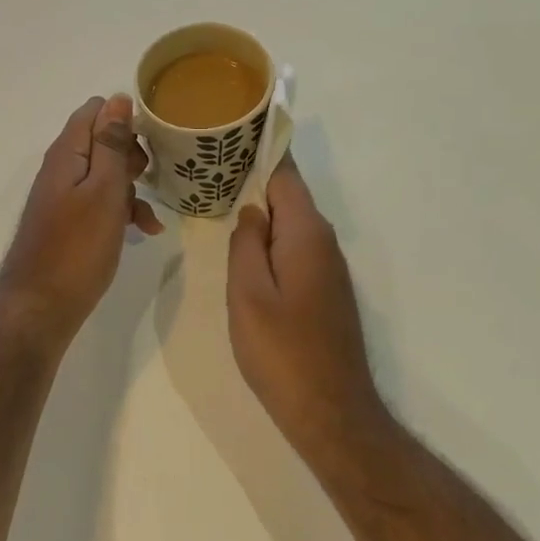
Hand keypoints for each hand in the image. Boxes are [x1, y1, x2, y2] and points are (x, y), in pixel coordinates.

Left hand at [0, 95, 163, 348]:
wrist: (40, 307)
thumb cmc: (78, 248)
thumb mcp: (104, 191)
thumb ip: (111, 144)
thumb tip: (117, 99)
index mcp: (67, 154)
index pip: (95, 111)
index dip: (126, 119)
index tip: (153, 143)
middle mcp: (61, 169)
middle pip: (101, 141)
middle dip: (132, 156)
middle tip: (149, 179)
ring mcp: (63, 197)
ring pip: (104, 175)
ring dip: (131, 189)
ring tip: (150, 217)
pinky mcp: (68, 222)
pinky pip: (98, 203)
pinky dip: (121, 211)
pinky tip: (142, 232)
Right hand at [227, 155, 377, 434]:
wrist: (330, 411)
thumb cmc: (282, 351)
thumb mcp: (248, 293)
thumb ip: (246, 244)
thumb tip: (250, 210)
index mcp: (306, 234)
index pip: (286, 174)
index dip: (262, 149)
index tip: (233, 130)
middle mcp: (324, 243)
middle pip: (289, 196)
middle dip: (254, 177)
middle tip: (209, 167)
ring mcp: (329, 269)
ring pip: (291, 224)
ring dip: (260, 210)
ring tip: (218, 198)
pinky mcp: (326, 291)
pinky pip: (295, 249)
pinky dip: (270, 238)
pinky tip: (244, 247)